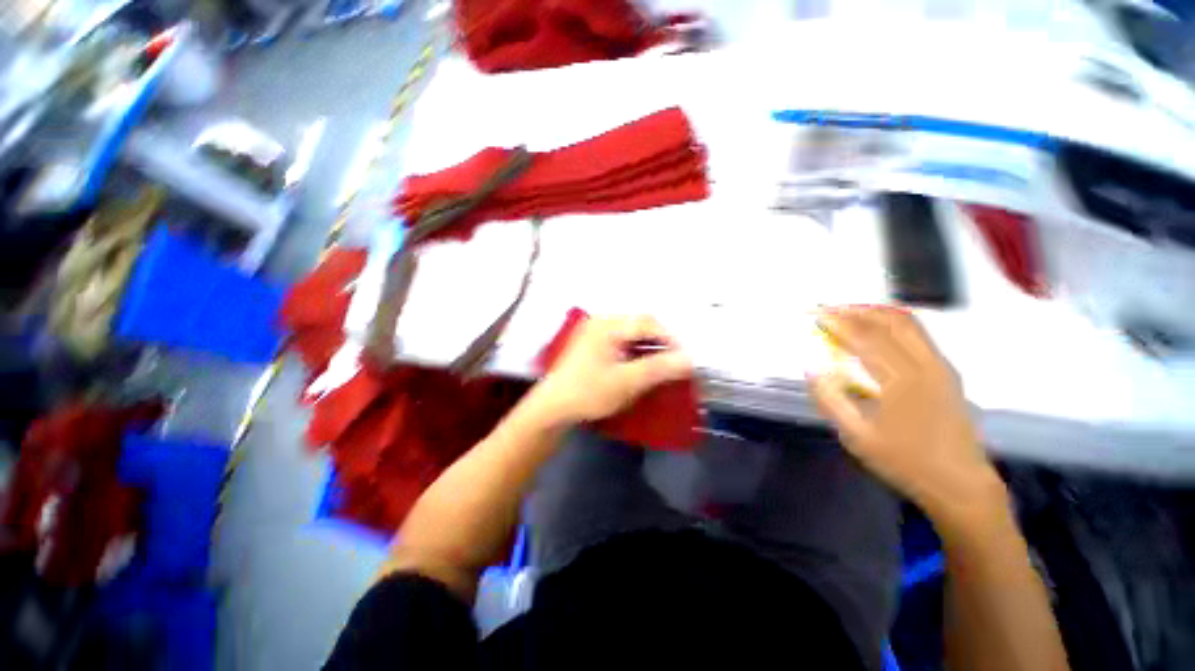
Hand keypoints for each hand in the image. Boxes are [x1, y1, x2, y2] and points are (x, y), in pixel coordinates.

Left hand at [531, 315, 691, 426]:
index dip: (670, 339)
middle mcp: (601, 322)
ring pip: (632, 335)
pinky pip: (622, 343)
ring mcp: (595, 333)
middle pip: (640, 326)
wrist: (553, 409)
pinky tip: (643, 367)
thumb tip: (690, 359)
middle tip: (676, 362)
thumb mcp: (626, 382)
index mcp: (607, 325)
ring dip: (649, 348)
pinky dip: (637, 353)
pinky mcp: (593, 346)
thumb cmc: (588, 393)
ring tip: (664, 366)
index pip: (648, 323)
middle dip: (661, 343)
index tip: (685, 359)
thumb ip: (659, 368)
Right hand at [809, 306, 1004, 522]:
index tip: (815, 313)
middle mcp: (925, 364)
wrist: (960, 484)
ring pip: (908, 323)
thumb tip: (811, 368)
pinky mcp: (946, 371)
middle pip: (890, 320)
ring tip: (848, 314)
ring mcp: (940, 365)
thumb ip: (831, 400)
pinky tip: (876, 331)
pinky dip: (892, 323)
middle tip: (829, 310)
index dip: (838, 322)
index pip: (865, 337)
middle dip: (856, 309)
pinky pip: (917, 334)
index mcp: (902, 380)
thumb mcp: (857, 436)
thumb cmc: (905, 462)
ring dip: (875, 312)